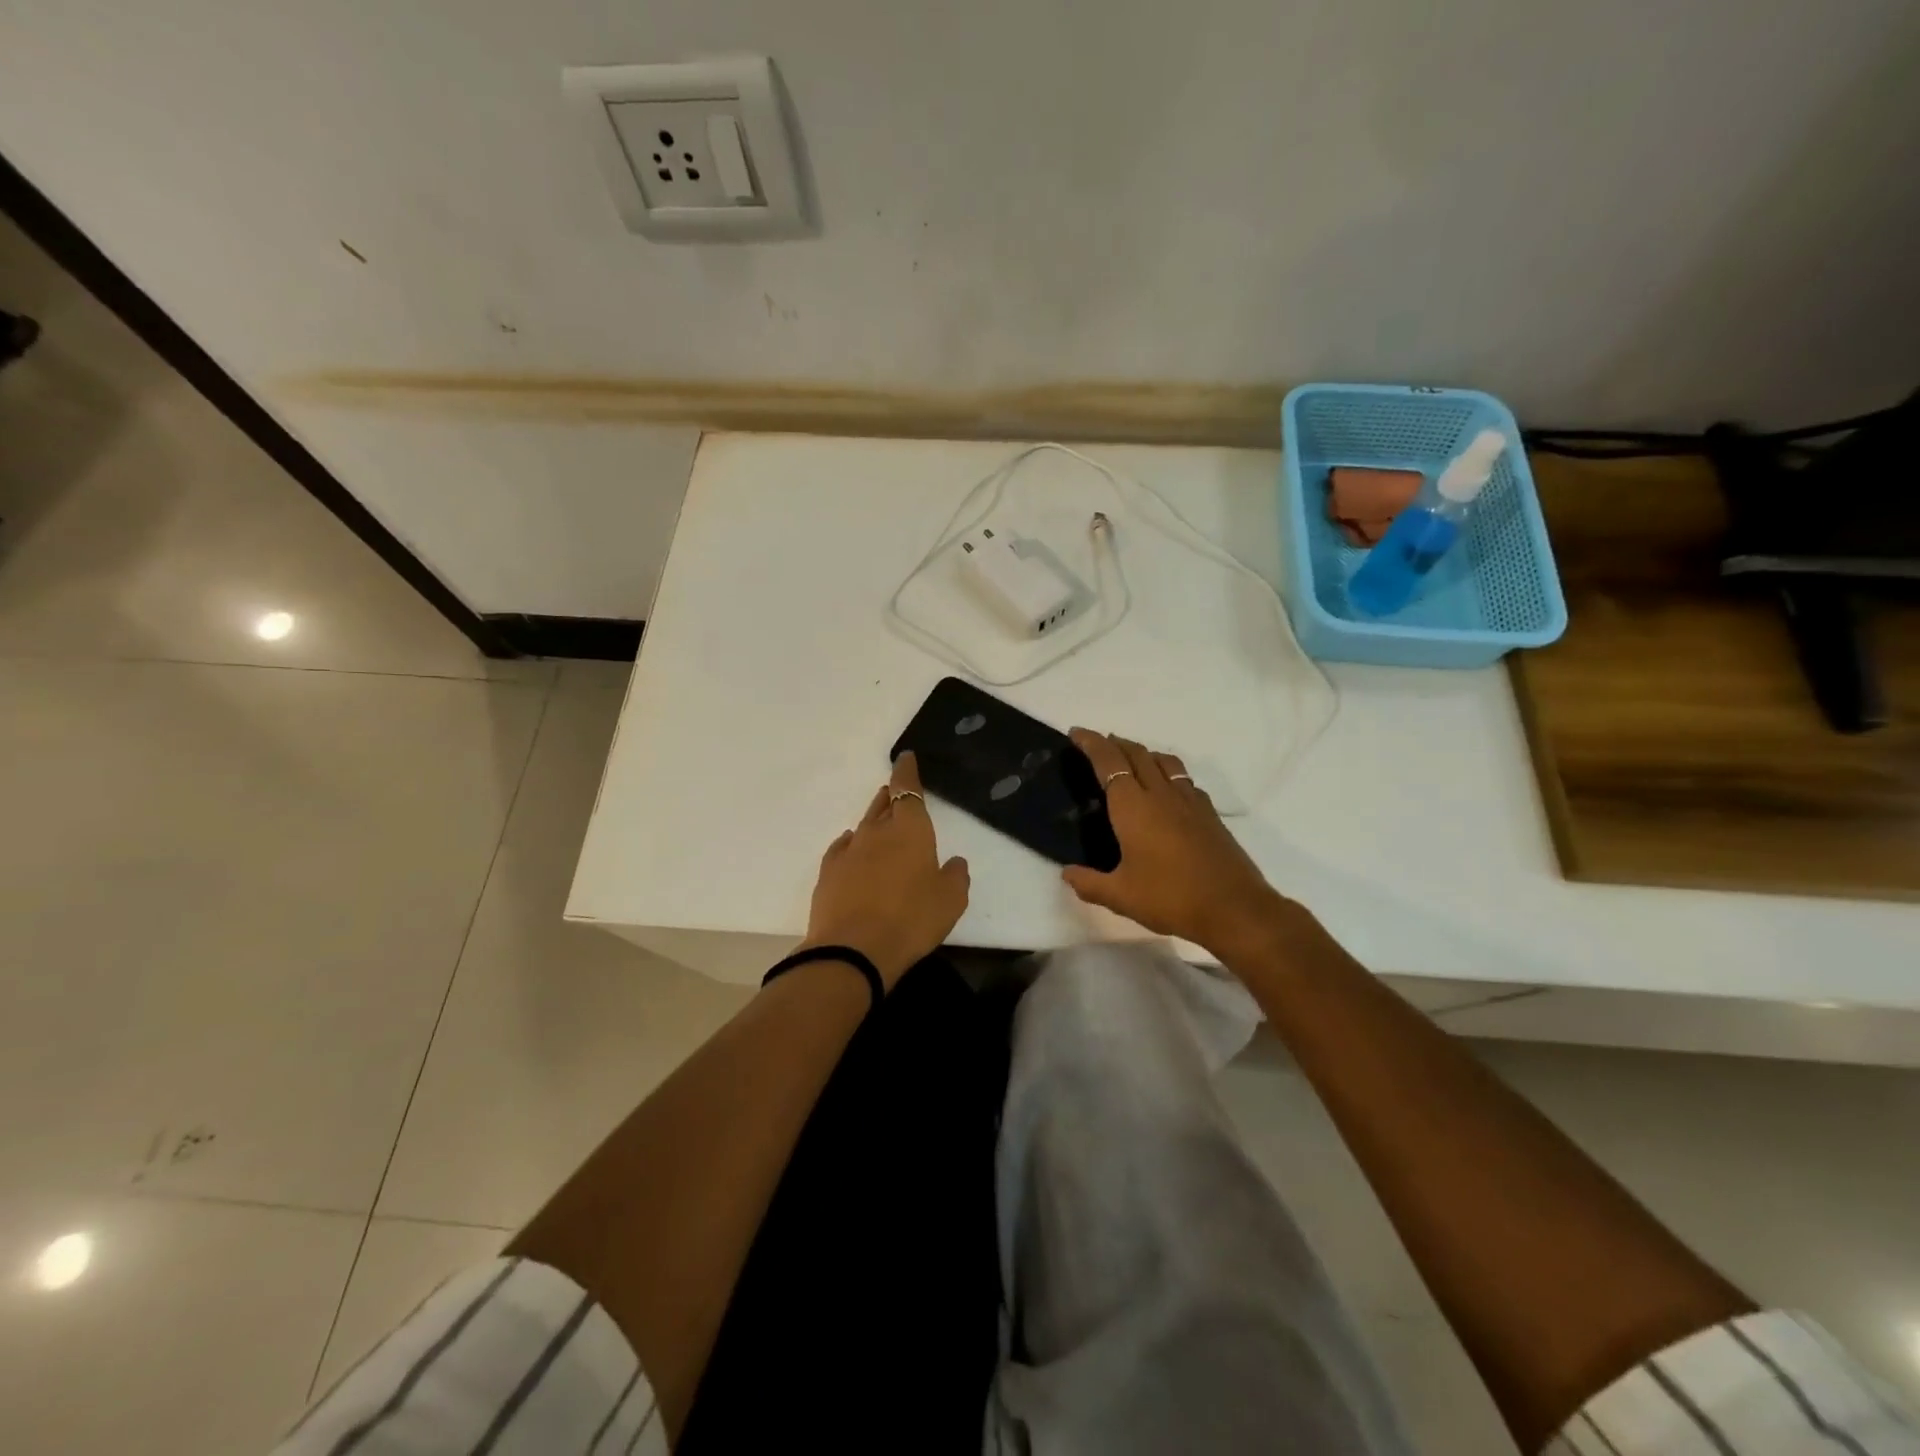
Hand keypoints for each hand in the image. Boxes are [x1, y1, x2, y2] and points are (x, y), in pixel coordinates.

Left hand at [799, 752, 970, 988]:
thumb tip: (954, 863)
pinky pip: (842, 847)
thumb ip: (956, 876)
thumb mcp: (950, 901)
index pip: (908, 789)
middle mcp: (877, 832)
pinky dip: (851, 843)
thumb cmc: (912, 920)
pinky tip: (852, 845)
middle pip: (884, 804)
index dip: (907, 772)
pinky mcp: (829, 871)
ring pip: (864, 824)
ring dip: (874, 818)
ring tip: (880, 817)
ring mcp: (849, 850)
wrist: (853, 949)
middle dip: (892, 795)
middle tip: (896, 792)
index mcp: (910, 830)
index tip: (905, 758)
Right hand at [1063, 728, 1290, 955]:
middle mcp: (1161, 794)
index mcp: (1133, 806)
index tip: (1076, 733)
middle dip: (1115, 743)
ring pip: (1164, 761)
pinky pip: (1184, 779)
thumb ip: (1089, 883)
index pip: (1108, 762)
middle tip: (1098, 744)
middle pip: (1137, 754)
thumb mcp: (1120, 897)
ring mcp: (1189, 801)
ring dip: (1143, 753)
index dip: (1091, 743)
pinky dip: (1168, 772)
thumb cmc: (1170, 898)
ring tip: (1131, 760)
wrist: (1234, 908)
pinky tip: (1167, 790)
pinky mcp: (1209, 813)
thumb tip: (1067, 874)